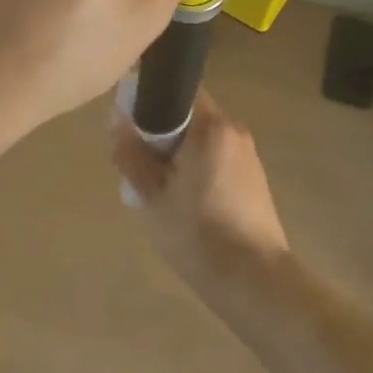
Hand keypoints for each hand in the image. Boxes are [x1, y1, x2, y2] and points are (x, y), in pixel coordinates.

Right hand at [110, 89, 290, 291]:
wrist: (255, 281)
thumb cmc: (198, 233)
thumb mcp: (152, 194)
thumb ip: (131, 153)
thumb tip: (117, 121)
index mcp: (211, 126)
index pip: (176, 90)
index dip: (146, 102)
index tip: (126, 126)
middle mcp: (233, 131)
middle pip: (187, 115)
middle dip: (158, 132)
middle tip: (135, 162)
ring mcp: (247, 155)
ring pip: (199, 138)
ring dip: (175, 152)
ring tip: (156, 186)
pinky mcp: (252, 179)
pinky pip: (214, 157)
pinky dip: (193, 166)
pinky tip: (181, 199)